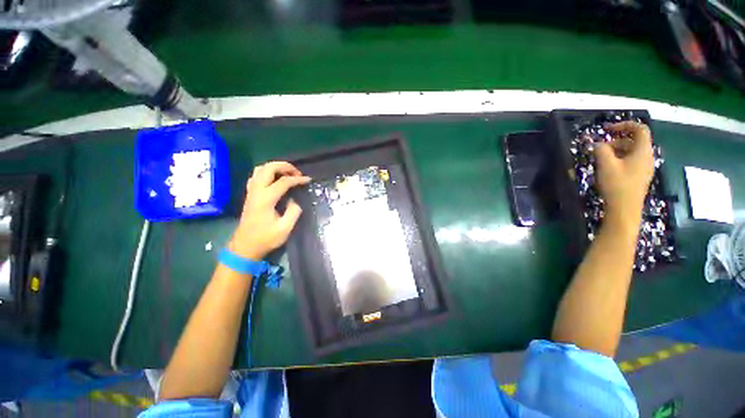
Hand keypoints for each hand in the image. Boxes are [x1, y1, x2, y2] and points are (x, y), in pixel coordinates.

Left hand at [229, 162, 310, 259]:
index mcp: (266, 199)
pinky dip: (267, 173)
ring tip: (288, 174)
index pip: (283, 182)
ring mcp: (251, 192)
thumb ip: (293, 212)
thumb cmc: (265, 239)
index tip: (308, 180)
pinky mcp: (250, 195)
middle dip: (285, 166)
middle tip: (297, 173)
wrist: (245, 247)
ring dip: (275, 167)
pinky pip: (256, 176)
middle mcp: (256, 191)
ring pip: (260, 169)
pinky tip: (275, 180)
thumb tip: (294, 200)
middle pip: (268, 168)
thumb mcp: (285, 229)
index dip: (298, 179)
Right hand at [594, 121, 654, 229]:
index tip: (607, 129)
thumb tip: (597, 144)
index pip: (640, 129)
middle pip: (634, 141)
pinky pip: (630, 162)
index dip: (624, 125)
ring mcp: (644, 168)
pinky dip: (618, 160)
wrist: (625, 209)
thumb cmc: (617, 185)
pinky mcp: (639, 177)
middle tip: (598, 149)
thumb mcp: (606, 165)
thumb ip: (601, 150)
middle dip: (615, 141)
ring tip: (600, 160)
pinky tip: (607, 169)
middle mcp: (647, 157)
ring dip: (615, 151)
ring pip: (631, 152)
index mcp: (643, 151)